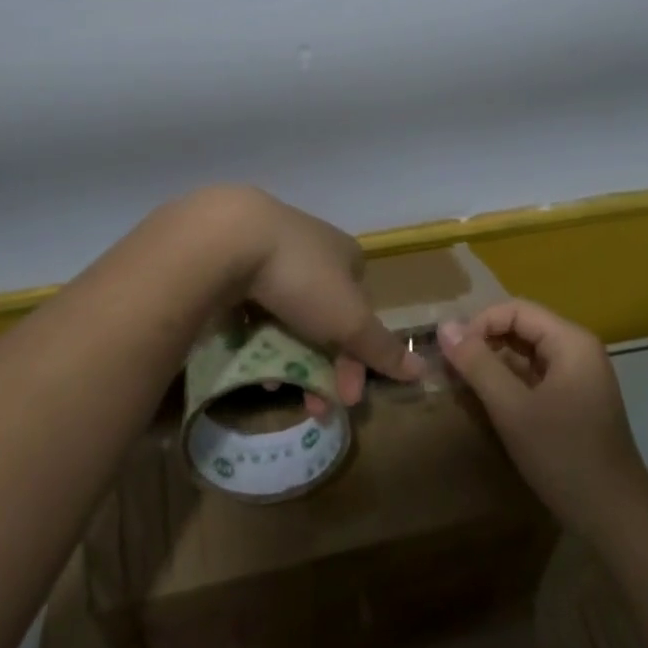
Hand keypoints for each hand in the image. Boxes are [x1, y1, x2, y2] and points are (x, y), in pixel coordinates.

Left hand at [197, 186, 422, 409]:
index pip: (363, 312)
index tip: (347, 395)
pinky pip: (250, 308)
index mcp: (347, 255)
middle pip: (324, 319)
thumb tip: (422, 369)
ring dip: (287, 359)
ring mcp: (269, 252)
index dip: (359, 357)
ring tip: (272, 388)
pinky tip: (245, 362)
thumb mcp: (350, 320)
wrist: (226, 240)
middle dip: (322, 367)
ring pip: (286, 316)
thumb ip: (382, 348)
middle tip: (311, 407)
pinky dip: (253, 338)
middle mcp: (313, 249)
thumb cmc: (301, 277)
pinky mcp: (231, 261)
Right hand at [438, 300, 647, 541]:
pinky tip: (487, 402)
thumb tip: (444, 327)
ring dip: (493, 364)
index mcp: (571, 342)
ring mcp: (578, 376)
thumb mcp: (512, 409)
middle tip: (450, 368)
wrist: (614, 516)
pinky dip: (509, 383)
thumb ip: (478, 364)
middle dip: (484, 342)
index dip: (479, 324)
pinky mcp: (574, 400)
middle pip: (522, 328)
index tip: (450, 353)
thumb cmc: (563, 456)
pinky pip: (535, 376)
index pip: (515, 310)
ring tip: (462, 384)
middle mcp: (578, 350)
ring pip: (526, 353)